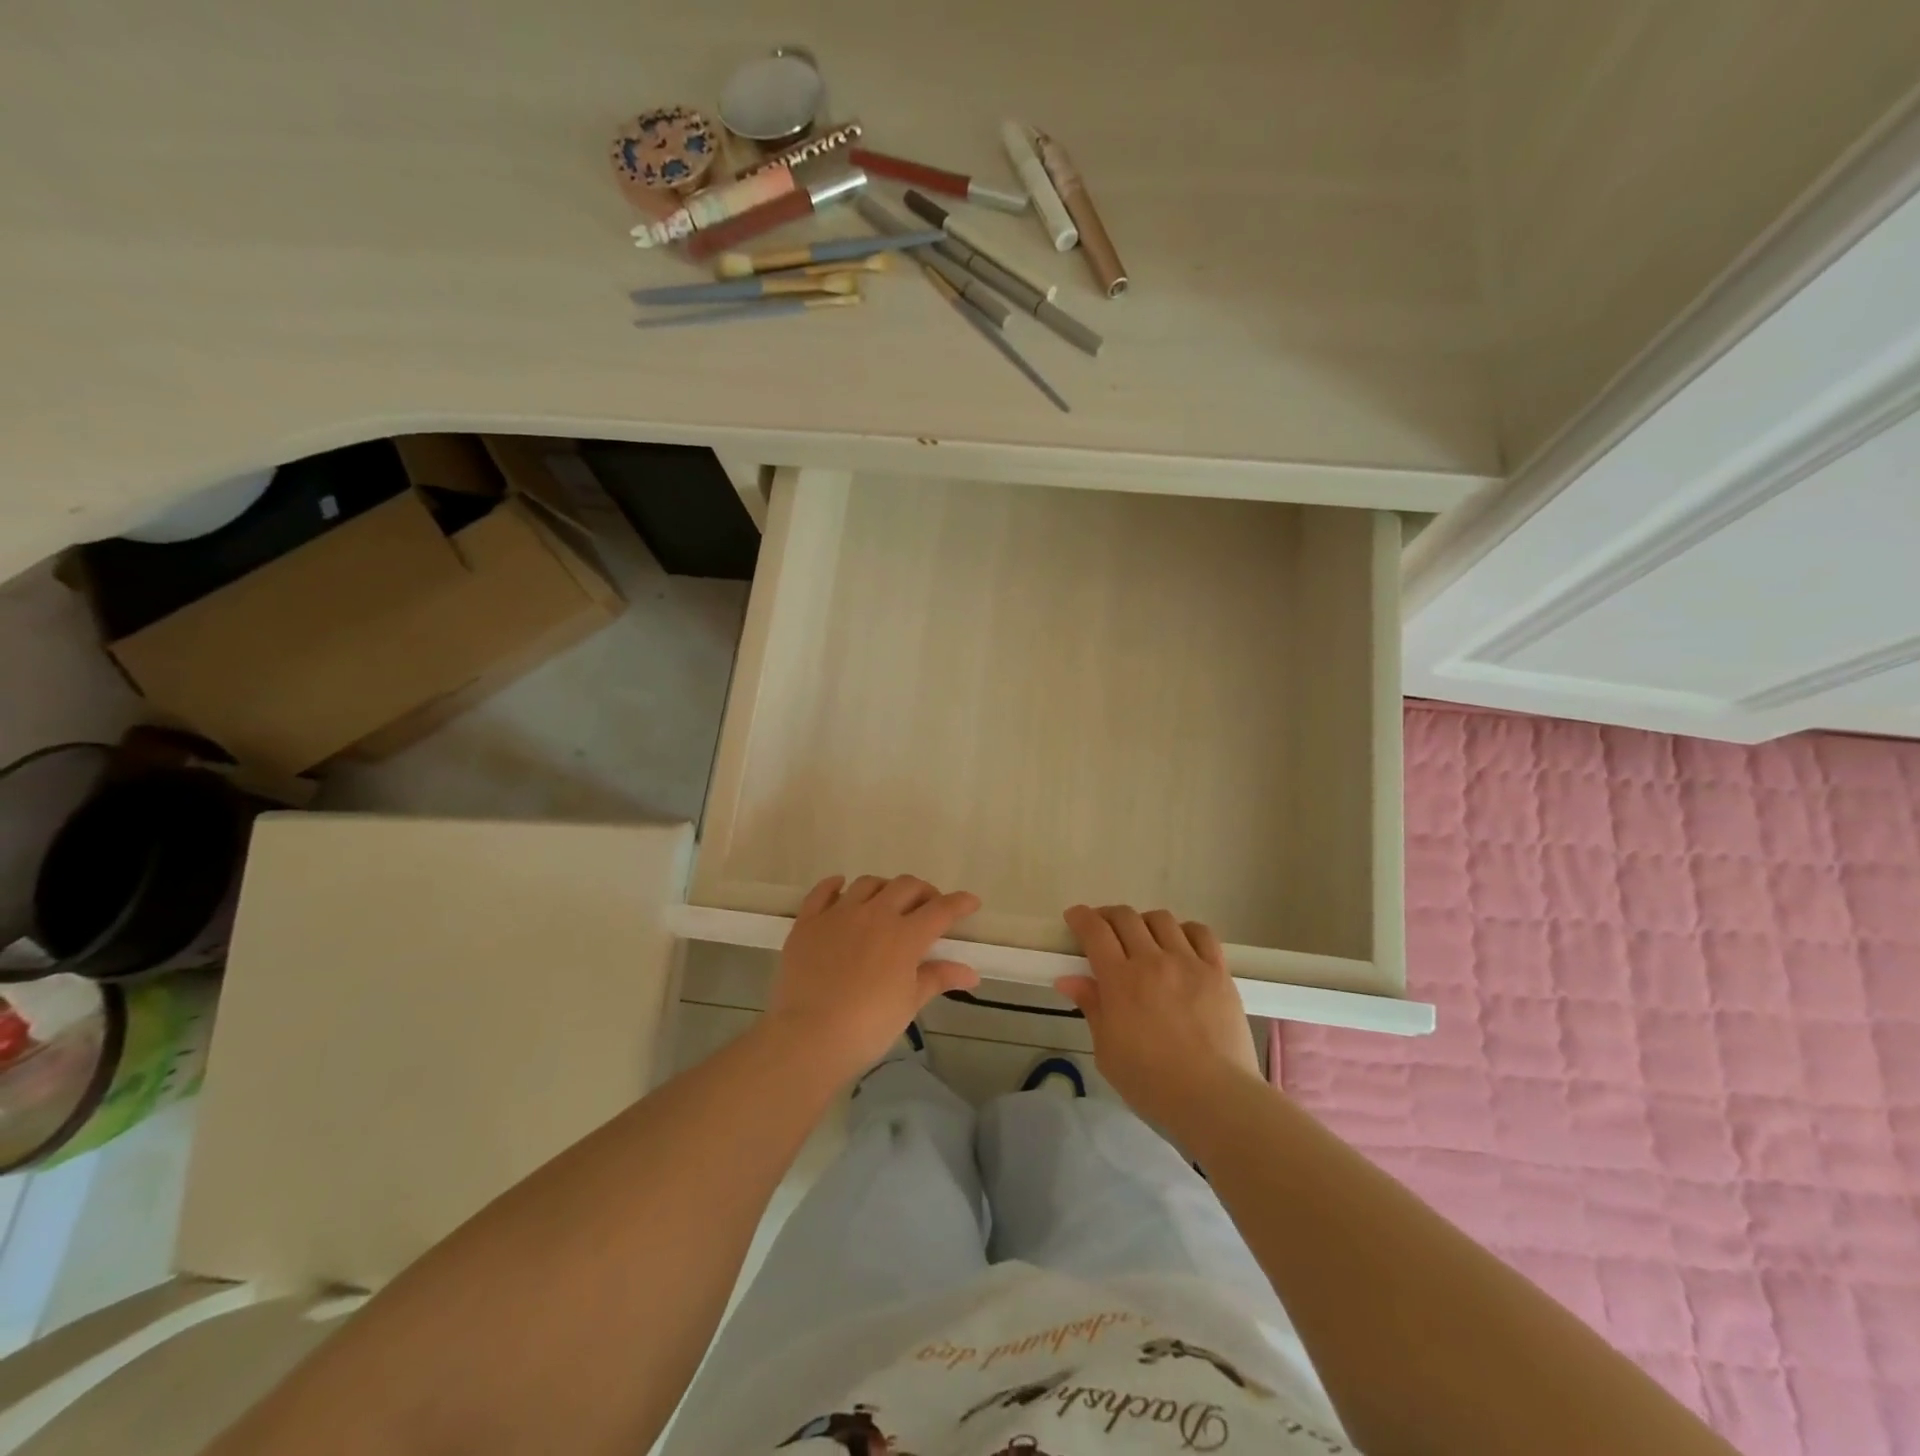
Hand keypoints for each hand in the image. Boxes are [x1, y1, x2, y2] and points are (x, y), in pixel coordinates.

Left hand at [767, 875, 981, 1083]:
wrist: (810, 1036)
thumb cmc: (868, 1026)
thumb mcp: (909, 1003)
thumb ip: (938, 978)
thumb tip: (971, 973)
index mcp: (905, 935)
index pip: (941, 909)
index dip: (960, 903)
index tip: (971, 902)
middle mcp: (875, 914)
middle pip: (906, 887)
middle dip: (924, 892)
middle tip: (928, 907)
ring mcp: (839, 914)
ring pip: (868, 883)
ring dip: (885, 888)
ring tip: (888, 902)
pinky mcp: (809, 922)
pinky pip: (822, 891)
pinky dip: (835, 885)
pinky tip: (841, 887)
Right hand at [1056, 905, 1261, 1131]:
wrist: (1215, 1099)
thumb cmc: (1152, 1083)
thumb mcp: (1108, 1051)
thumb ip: (1091, 1008)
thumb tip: (1068, 979)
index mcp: (1120, 980)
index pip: (1095, 931)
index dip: (1081, 917)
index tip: (1074, 917)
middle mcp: (1152, 961)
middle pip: (1126, 918)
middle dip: (1108, 916)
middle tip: (1103, 929)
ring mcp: (1188, 963)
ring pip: (1161, 920)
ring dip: (1144, 923)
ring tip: (1143, 938)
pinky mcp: (1218, 972)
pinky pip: (1201, 934)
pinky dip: (1185, 931)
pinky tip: (1180, 944)